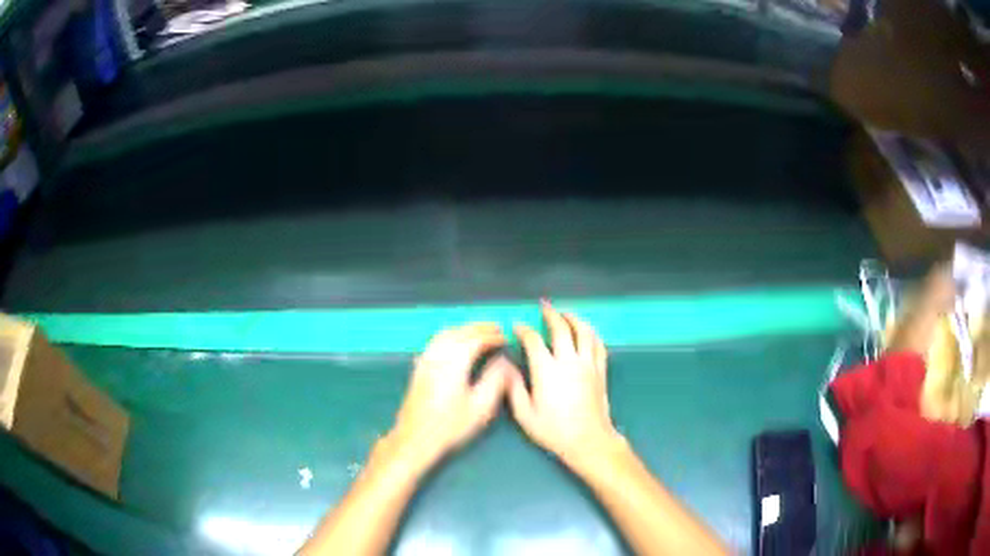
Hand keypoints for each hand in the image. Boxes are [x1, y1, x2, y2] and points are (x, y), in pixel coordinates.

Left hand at [379, 323, 514, 472]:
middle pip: (460, 332)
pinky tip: (455, 342)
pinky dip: (450, 335)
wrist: (415, 437)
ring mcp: (426, 360)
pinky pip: (436, 341)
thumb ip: (495, 380)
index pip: (476, 339)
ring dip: (464, 329)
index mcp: (455, 361)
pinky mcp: (419, 367)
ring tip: (479, 332)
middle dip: (479, 328)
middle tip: (496, 328)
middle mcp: (438, 355)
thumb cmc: (451, 425)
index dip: (492, 336)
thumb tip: (504, 361)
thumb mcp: (481, 406)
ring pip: (445, 334)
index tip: (505, 338)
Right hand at [508, 302, 623, 467]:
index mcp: (547, 370)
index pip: (533, 340)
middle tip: (544, 306)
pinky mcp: (601, 371)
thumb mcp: (524, 414)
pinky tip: (587, 332)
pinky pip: (598, 345)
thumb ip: (513, 388)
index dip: (524, 331)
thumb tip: (506, 367)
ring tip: (565, 313)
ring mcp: (588, 364)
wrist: (588, 440)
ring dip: (574, 318)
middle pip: (561, 328)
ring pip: (584, 331)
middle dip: (551, 314)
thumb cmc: (553, 430)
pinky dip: (591, 333)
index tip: (517, 327)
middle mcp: (569, 361)